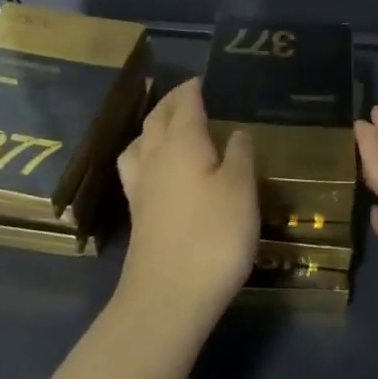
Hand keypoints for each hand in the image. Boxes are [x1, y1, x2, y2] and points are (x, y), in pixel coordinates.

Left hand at [116, 78, 258, 337]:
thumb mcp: (241, 191)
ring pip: (140, 142)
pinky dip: (146, 154)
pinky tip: (158, 170)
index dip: (193, 89)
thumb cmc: (212, 237)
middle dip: (170, 102)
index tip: (203, 79)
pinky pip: (137, 167)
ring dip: (152, 126)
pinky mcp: (138, 215)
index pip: (184, 104)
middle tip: (187, 94)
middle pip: (157, 119)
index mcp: (182, 143)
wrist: (167, 299)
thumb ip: (240, 156)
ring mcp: (141, 188)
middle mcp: (155, 157)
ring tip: (166, 125)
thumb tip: (236, 132)